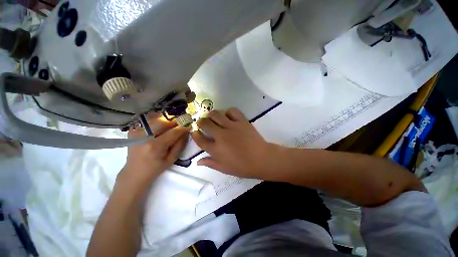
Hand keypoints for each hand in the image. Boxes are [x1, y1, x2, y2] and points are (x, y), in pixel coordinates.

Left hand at [119, 118, 189, 185]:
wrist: (135, 172)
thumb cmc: (156, 168)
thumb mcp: (172, 159)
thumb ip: (180, 144)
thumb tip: (186, 132)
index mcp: (155, 146)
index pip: (173, 132)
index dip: (182, 127)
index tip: (189, 124)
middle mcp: (144, 137)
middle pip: (163, 121)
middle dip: (174, 122)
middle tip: (180, 125)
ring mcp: (137, 132)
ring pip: (156, 119)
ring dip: (166, 122)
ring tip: (170, 127)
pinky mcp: (133, 131)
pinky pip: (149, 122)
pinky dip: (157, 123)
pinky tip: (159, 130)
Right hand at [191, 108, 278, 177]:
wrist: (261, 159)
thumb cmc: (242, 166)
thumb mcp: (224, 168)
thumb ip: (210, 163)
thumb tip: (198, 161)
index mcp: (216, 149)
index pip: (200, 139)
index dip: (195, 135)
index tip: (195, 132)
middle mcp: (221, 135)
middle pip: (205, 123)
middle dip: (201, 122)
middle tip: (204, 123)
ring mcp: (231, 126)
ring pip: (216, 114)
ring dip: (211, 115)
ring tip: (214, 118)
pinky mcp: (242, 121)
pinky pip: (232, 111)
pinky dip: (228, 112)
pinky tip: (228, 116)